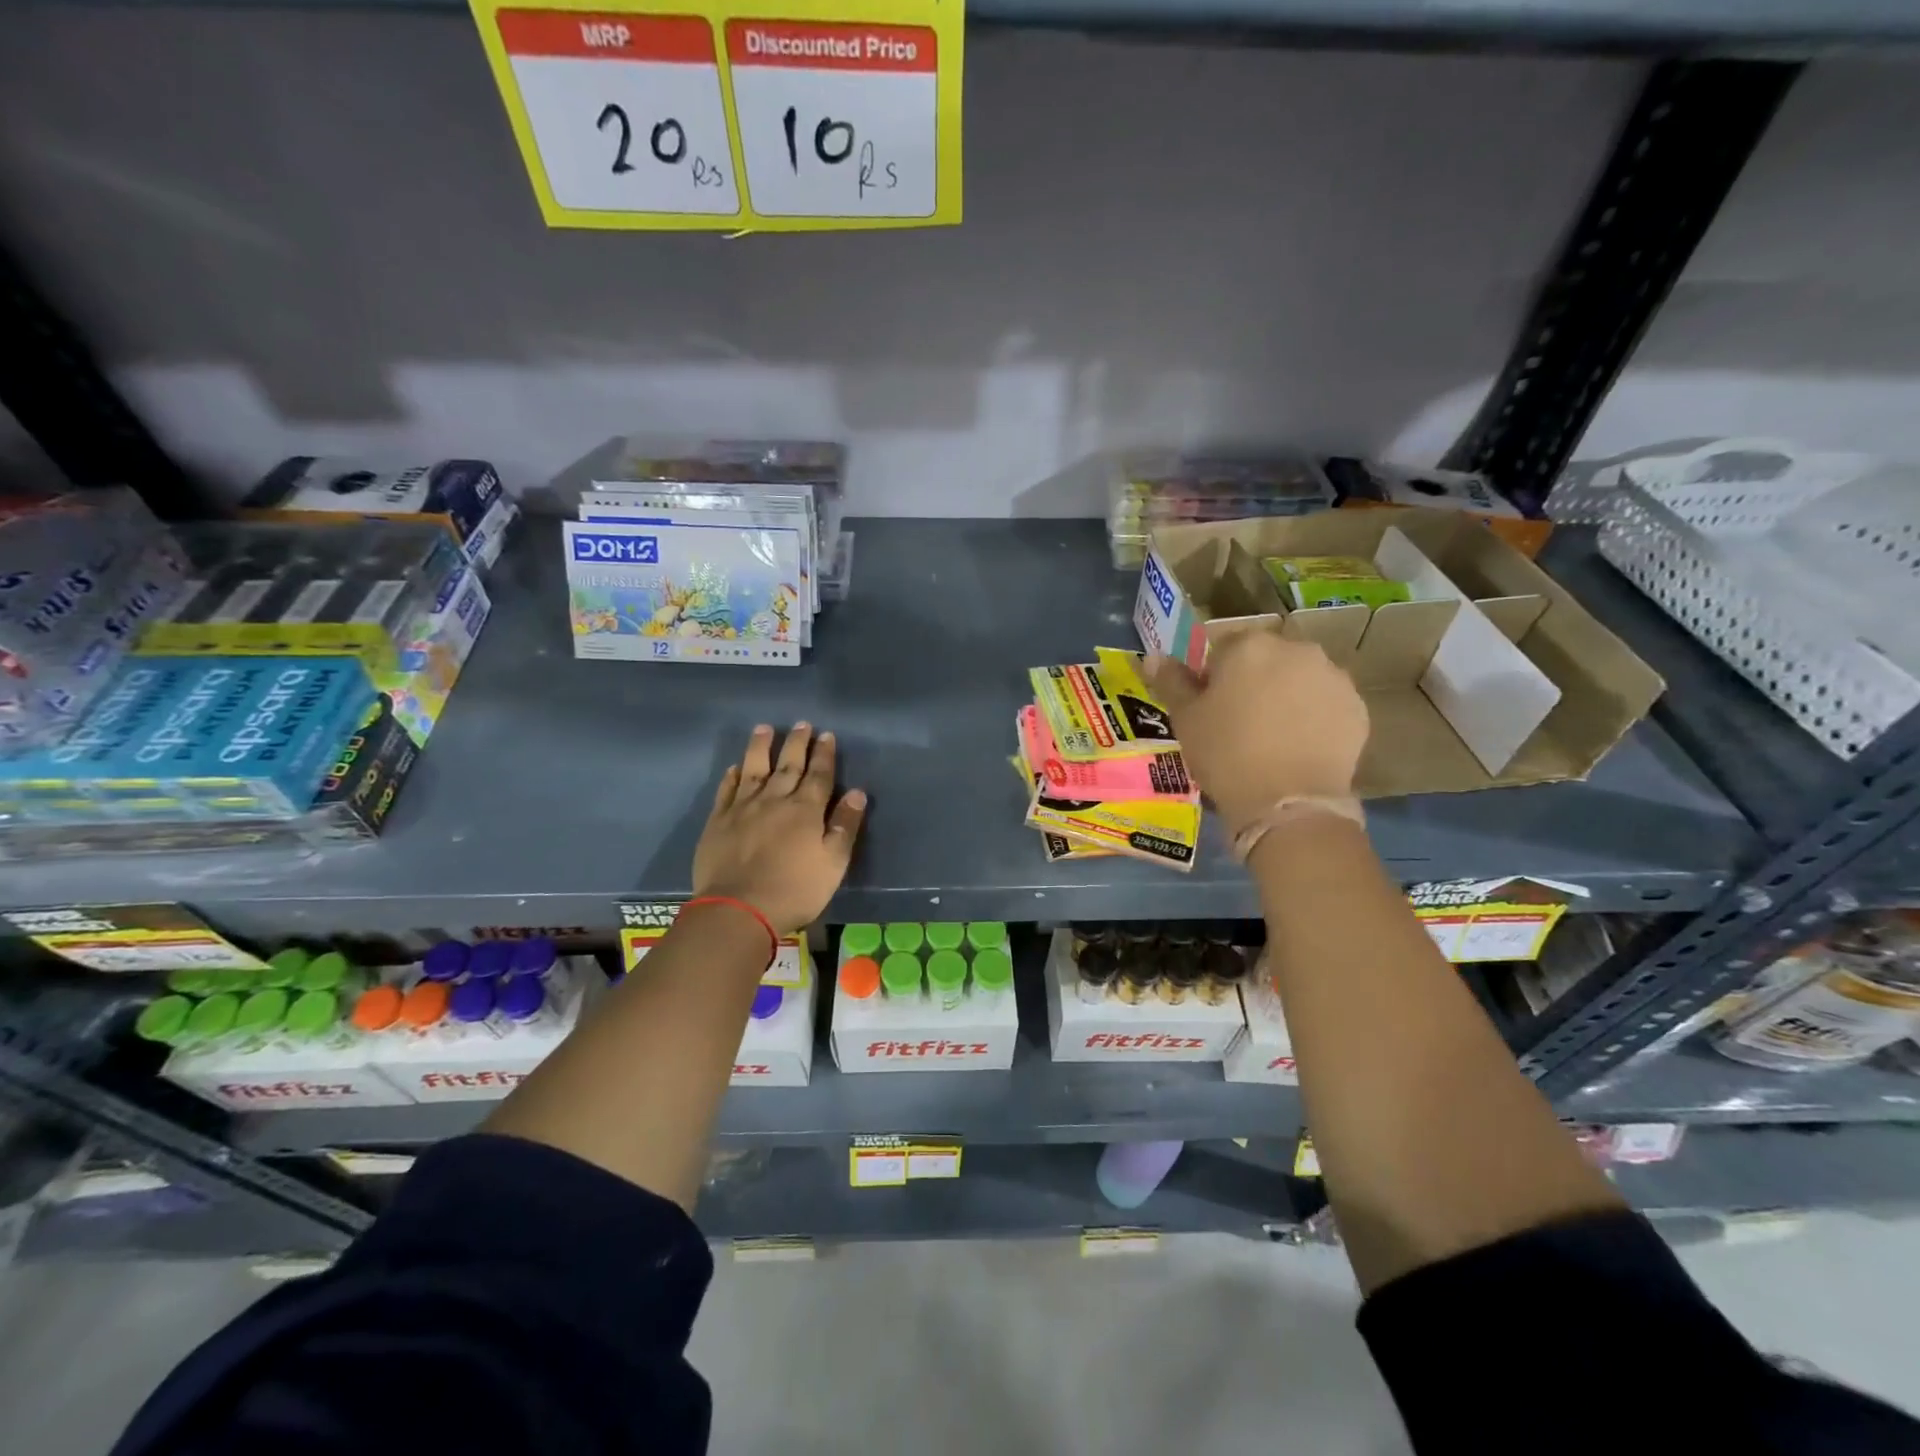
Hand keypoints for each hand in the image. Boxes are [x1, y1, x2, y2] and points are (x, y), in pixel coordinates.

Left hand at [693, 723, 867, 934]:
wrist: (738, 909)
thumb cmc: (795, 889)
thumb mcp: (833, 863)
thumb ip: (844, 826)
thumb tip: (856, 793)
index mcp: (806, 810)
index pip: (819, 775)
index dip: (824, 754)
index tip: (826, 735)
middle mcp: (775, 800)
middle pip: (788, 765)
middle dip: (797, 743)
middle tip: (802, 724)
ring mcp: (743, 809)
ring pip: (754, 769)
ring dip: (760, 747)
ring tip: (764, 728)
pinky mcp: (718, 822)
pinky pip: (727, 791)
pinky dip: (732, 777)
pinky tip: (735, 768)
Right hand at [1144, 632, 1368, 832]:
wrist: (1287, 802)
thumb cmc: (1225, 754)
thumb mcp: (1186, 719)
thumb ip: (1171, 682)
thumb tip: (1154, 657)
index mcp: (1249, 646)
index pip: (1223, 649)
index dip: (1213, 677)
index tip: (1210, 708)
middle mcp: (1296, 649)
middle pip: (1266, 659)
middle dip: (1254, 681)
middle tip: (1240, 722)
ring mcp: (1332, 677)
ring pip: (1300, 678)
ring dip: (1286, 695)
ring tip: (1273, 736)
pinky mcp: (1356, 707)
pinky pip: (1326, 703)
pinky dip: (1313, 716)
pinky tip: (1299, 746)